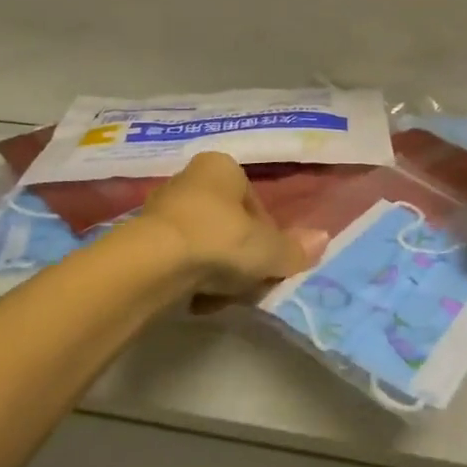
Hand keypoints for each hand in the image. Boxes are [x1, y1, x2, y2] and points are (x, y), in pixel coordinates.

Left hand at [137, 152, 326, 298]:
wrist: (152, 264)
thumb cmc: (219, 241)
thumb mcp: (268, 250)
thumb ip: (295, 248)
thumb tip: (323, 239)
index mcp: (222, 167)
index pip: (256, 204)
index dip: (268, 237)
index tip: (269, 263)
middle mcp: (190, 179)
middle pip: (230, 224)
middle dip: (241, 256)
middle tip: (248, 283)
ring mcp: (163, 208)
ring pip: (205, 244)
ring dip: (217, 270)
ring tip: (222, 296)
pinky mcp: (142, 239)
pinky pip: (180, 260)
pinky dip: (191, 279)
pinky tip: (196, 300)